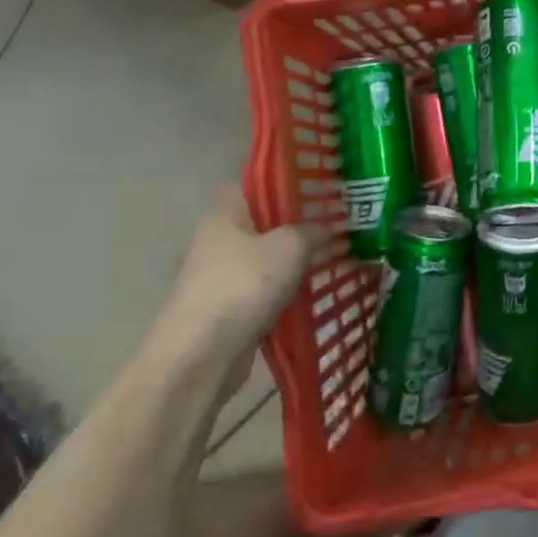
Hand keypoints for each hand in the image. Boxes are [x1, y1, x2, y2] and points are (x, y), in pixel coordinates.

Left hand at [152, 188, 327, 391]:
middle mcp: (217, 240)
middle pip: (263, 222)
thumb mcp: (290, 246)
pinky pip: (263, 289)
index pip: (255, 184)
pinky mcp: (226, 309)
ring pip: (265, 258)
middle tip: (335, 222)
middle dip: (297, 224)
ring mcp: (219, 277)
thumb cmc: (244, 285)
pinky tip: (313, 291)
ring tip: (332, 256)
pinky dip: (285, 290)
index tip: (319, 186)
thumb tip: (327, 227)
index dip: (286, 181)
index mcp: (225, 214)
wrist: (201, 355)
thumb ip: (312, 231)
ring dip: (293, 260)